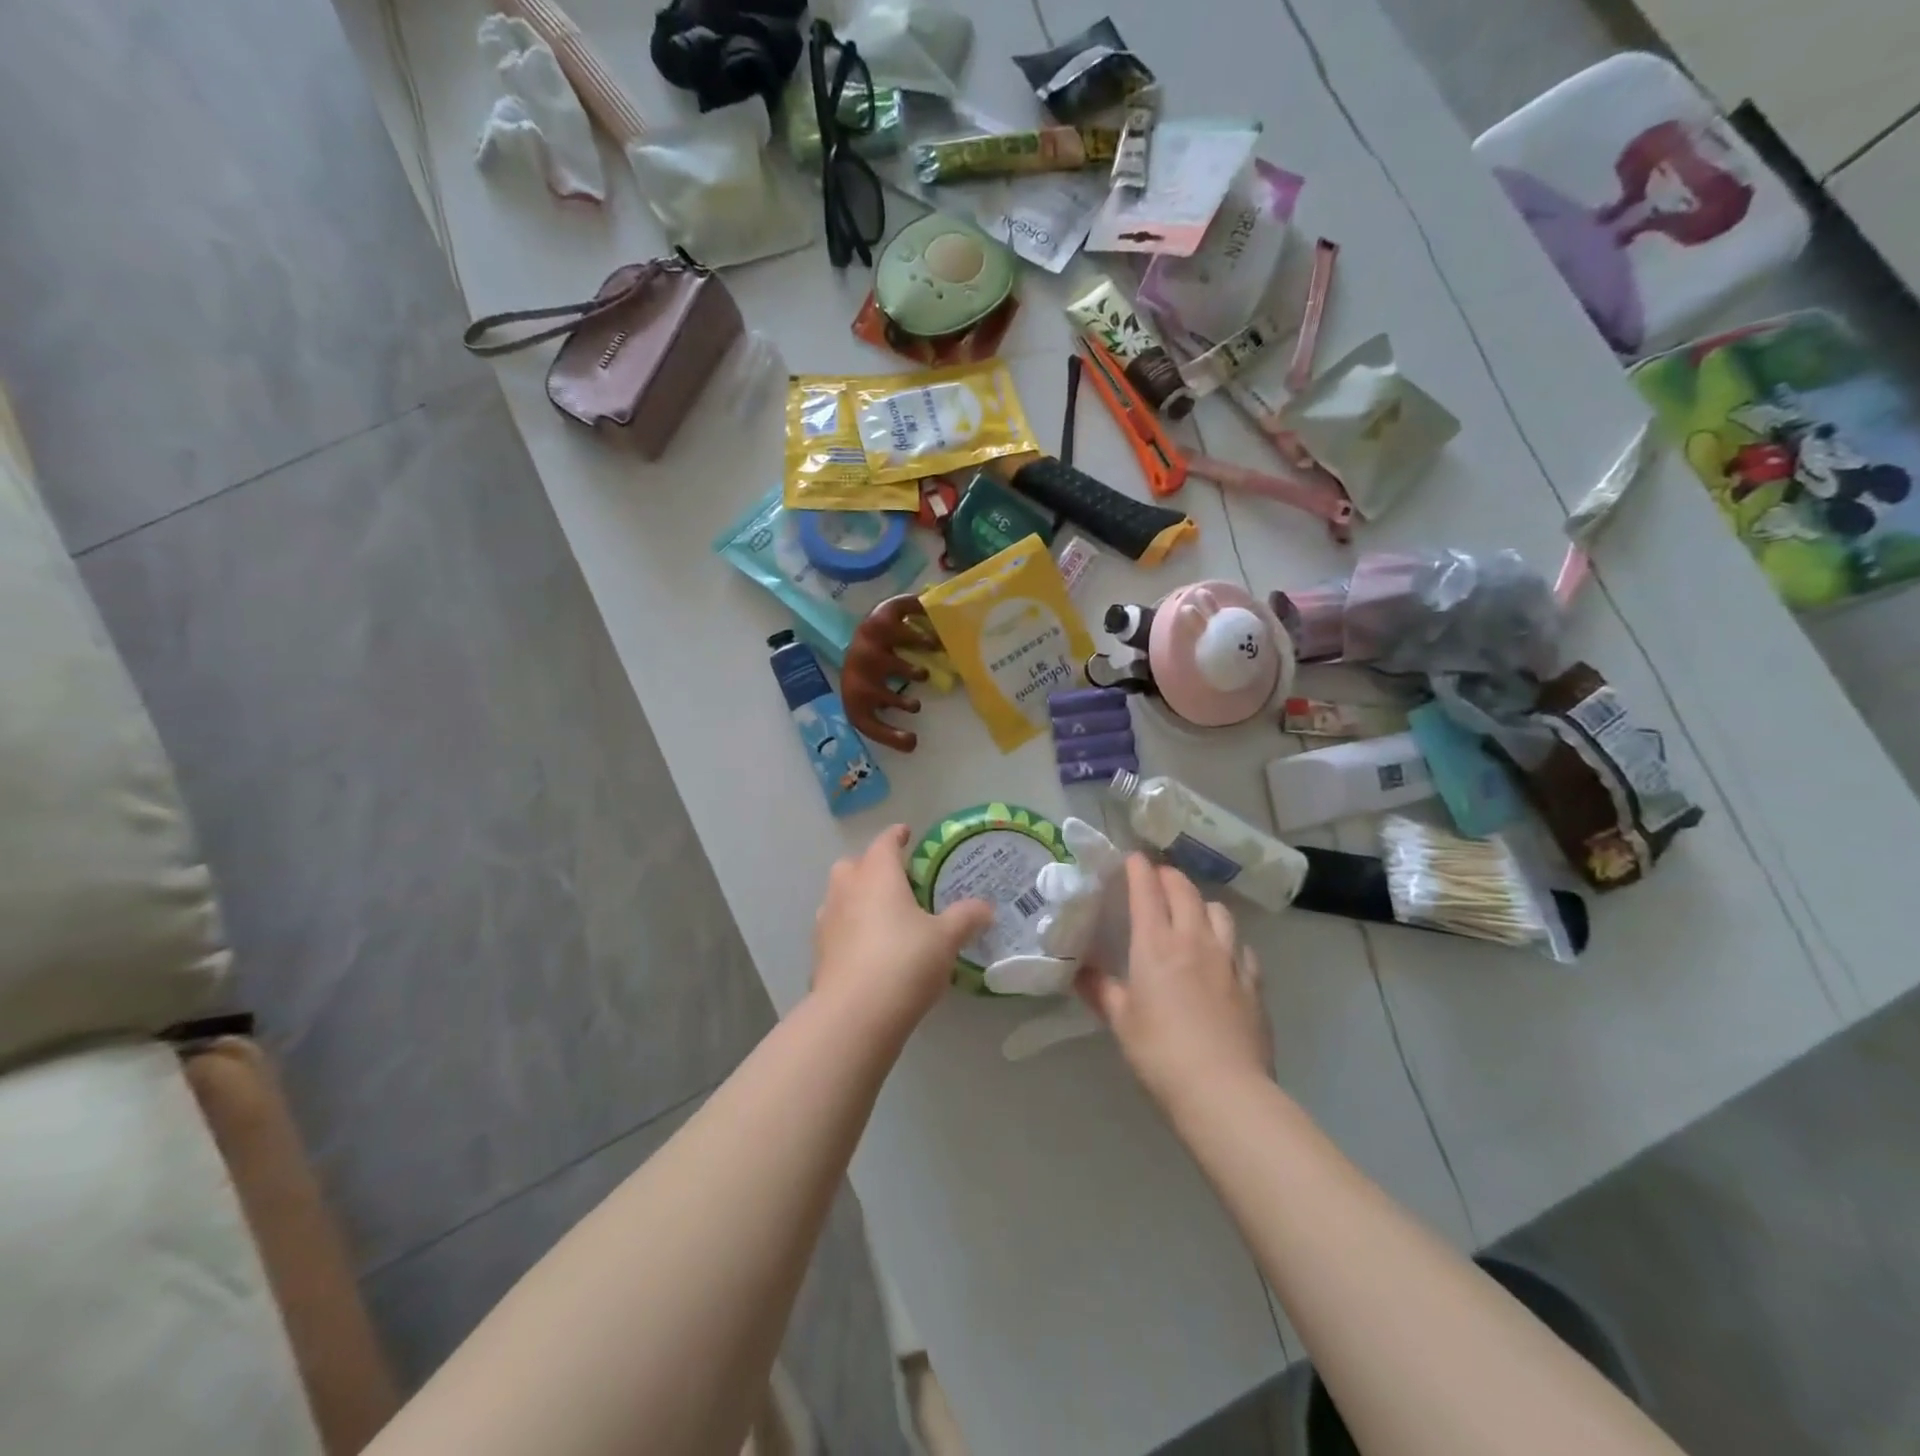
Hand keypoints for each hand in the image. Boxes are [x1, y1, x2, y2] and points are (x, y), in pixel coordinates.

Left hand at [813, 825, 993, 1037]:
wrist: (854, 1015)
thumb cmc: (905, 961)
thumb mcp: (946, 938)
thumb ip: (966, 918)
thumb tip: (986, 907)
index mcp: (877, 875)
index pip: (885, 843)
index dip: (897, 836)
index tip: (906, 834)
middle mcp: (847, 890)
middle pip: (853, 865)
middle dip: (870, 866)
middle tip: (895, 879)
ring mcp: (826, 922)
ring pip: (838, 896)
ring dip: (856, 897)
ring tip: (881, 914)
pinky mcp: (819, 954)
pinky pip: (834, 928)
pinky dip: (849, 929)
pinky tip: (867, 949)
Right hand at [1077, 855, 1272, 1112]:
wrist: (1223, 1090)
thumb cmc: (1160, 1052)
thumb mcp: (1121, 1021)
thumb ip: (1101, 991)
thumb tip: (1079, 973)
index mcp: (1156, 944)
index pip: (1147, 890)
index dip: (1139, 869)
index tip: (1132, 858)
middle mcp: (1194, 940)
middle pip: (1184, 891)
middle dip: (1169, 877)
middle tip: (1157, 878)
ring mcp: (1229, 958)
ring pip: (1218, 912)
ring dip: (1201, 903)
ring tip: (1192, 912)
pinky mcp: (1253, 982)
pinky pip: (1242, 946)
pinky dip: (1228, 940)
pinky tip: (1223, 954)